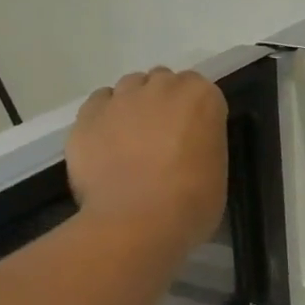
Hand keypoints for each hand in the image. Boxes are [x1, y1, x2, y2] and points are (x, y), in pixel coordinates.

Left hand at [65, 68, 227, 253]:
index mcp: (201, 98)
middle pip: (162, 82)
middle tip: (163, 137)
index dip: (196, 113)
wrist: (138, 222)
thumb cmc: (192, 202)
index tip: (194, 136)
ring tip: (131, 140)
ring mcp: (121, 99)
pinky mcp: (87, 116)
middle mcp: (161, 87)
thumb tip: (188, 150)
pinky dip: (103, 119)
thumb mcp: (216, 169)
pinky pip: (98, 105)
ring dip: (133, 105)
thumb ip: (203, 144)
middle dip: (164, 102)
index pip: (202, 91)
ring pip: (128, 88)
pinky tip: (106, 145)